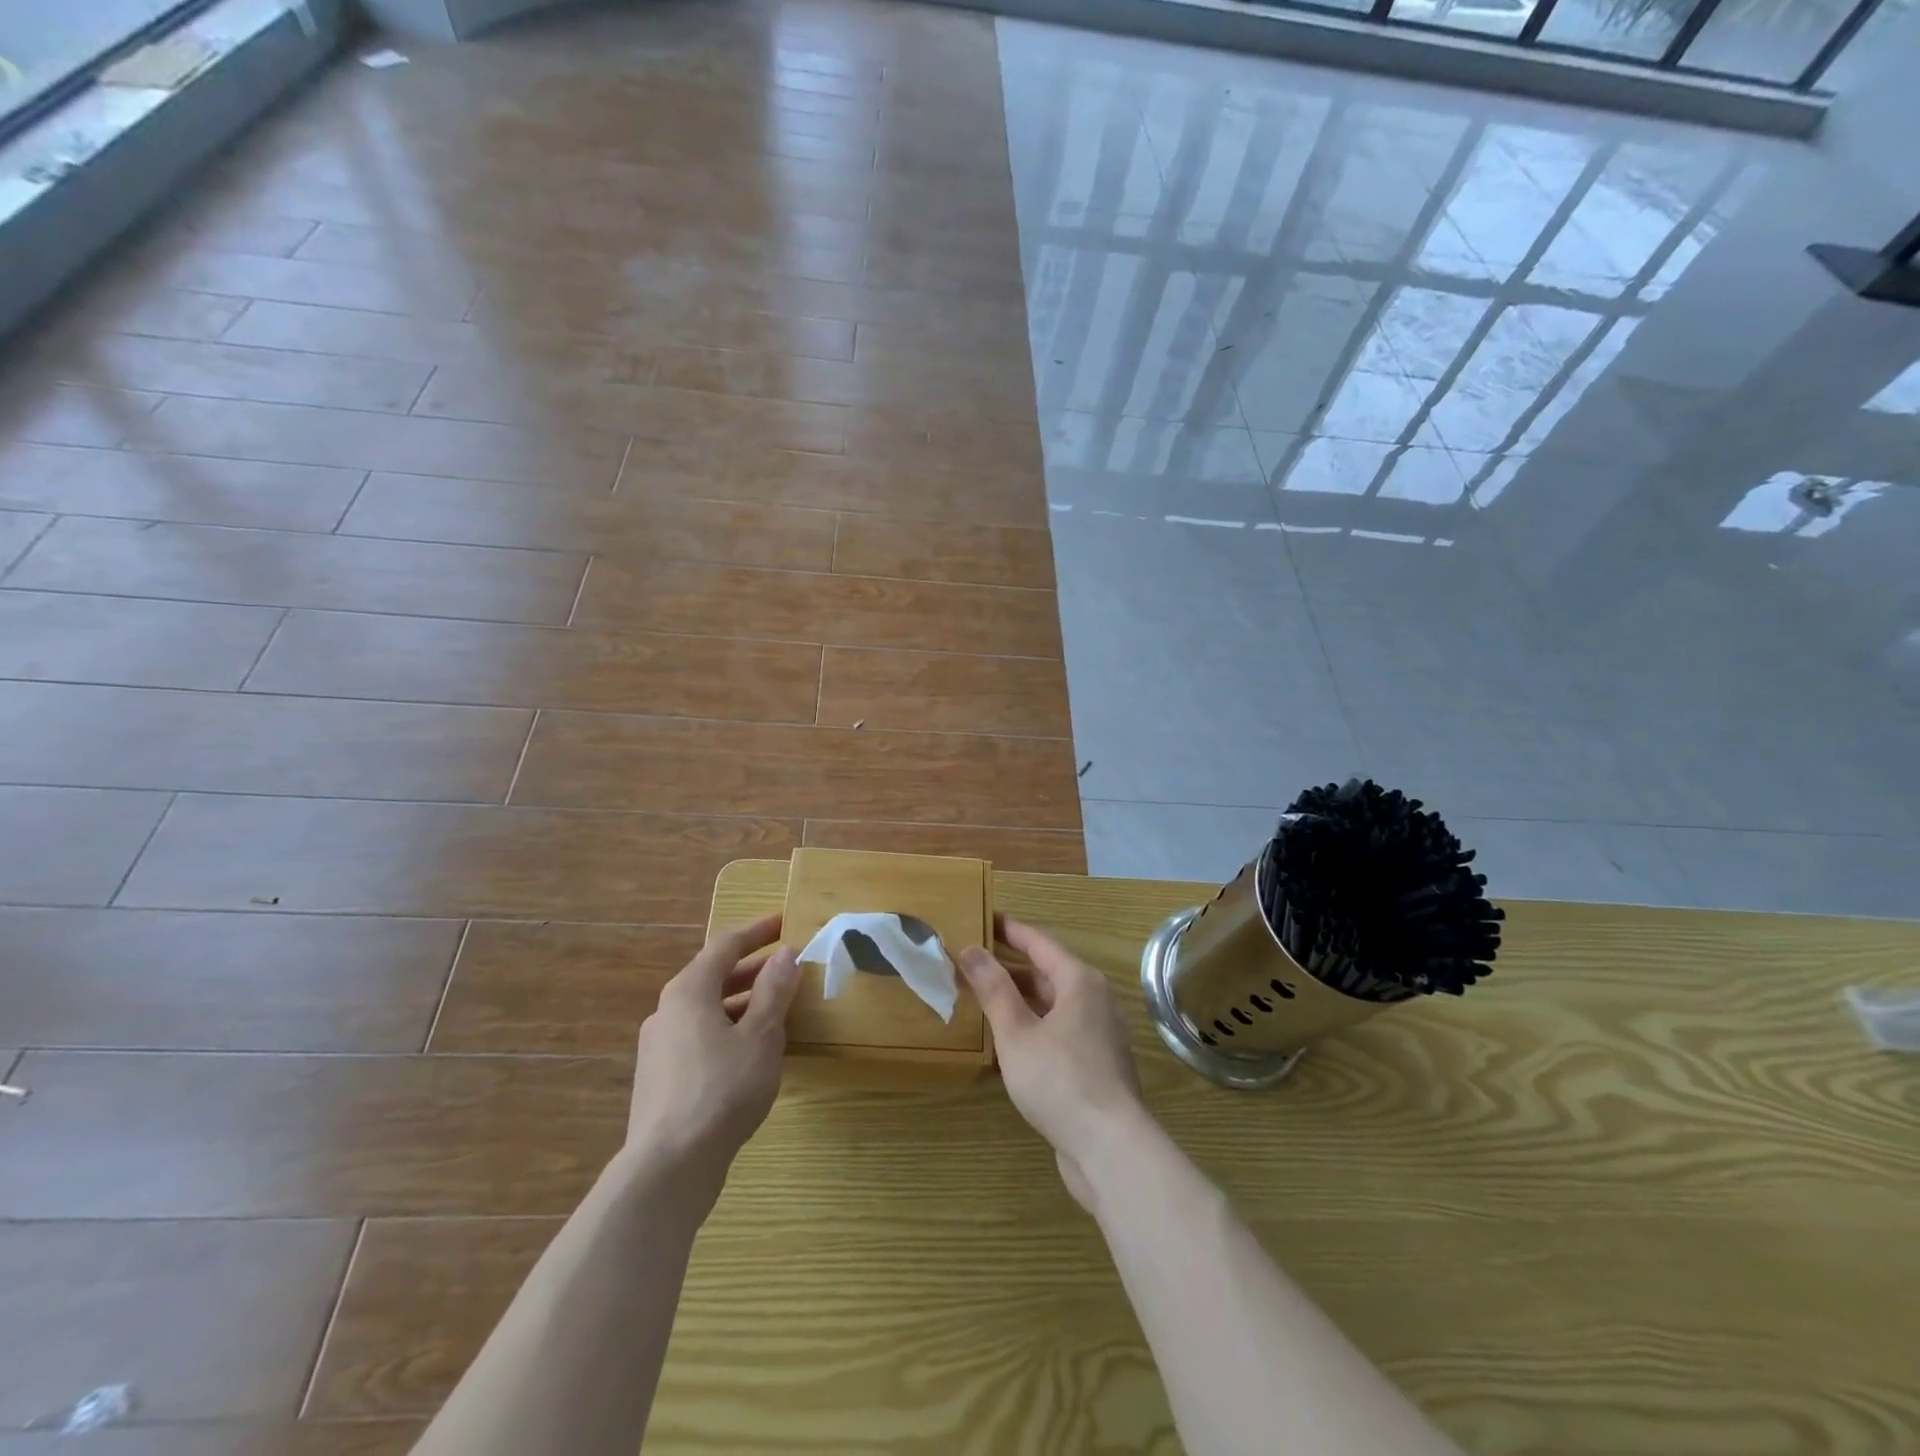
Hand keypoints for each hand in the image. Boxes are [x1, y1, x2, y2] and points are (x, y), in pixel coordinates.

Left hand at [625, 913, 801, 1194]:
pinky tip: (751, 1052)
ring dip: (742, 1002)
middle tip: (787, 966)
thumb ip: (774, 991)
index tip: (785, 922)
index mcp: (689, 990)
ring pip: (706, 1010)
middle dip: (752, 968)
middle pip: (713, 976)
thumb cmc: (722, 1088)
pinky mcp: (660, 1078)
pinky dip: (728, 1029)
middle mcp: (667, 1010)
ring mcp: (659, 1046)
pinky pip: (699, 1037)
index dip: (758, 932)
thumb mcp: (761, 1035)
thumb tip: (785, 953)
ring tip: (777, 1010)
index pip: (726, 945)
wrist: (669, 1167)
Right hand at [959, 918, 1147, 1208]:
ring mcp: (1099, 1033)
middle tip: (971, 963)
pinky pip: (1059, 1029)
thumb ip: (993, 990)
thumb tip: (970, 950)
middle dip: (1009, 967)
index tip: (983, 918)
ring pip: (1053, 1003)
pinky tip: (1010, 1040)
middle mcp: (1095, 999)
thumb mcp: (1017, 1033)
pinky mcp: (1097, 1064)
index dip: (1009, 930)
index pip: (1039, 942)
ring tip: (983, 998)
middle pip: (1047, 972)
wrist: (1110, 1148)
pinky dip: (1034, 1024)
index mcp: (1080, 981)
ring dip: (1020, 999)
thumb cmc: (1060, 1080)